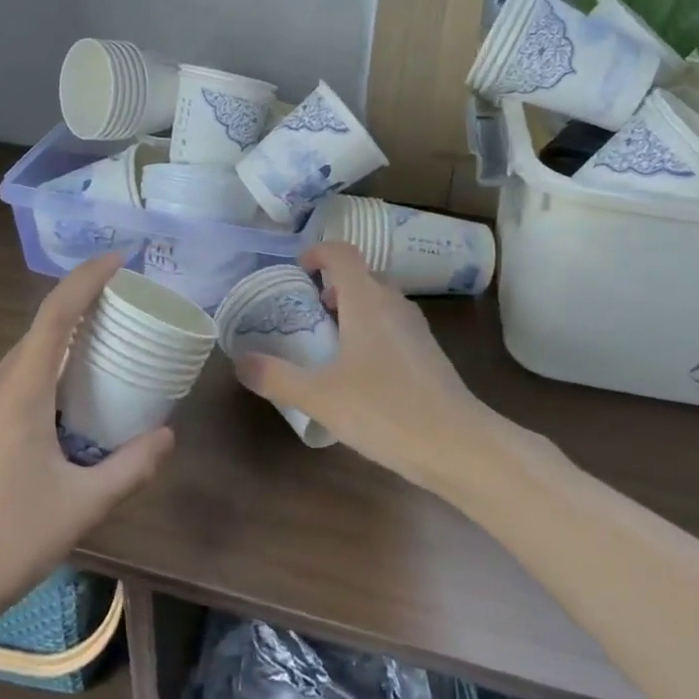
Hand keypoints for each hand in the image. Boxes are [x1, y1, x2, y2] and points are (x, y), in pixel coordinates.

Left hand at [0, 254, 172, 634]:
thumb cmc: (5, 541)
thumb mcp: (81, 506)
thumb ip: (131, 466)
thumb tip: (168, 436)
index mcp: (19, 393)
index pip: (55, 315)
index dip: (86, 279)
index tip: (118, 260)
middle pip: (38, 335)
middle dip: (79, 316)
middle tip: (121, 319)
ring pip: (20, 365)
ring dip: (57, 354)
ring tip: (96, 367)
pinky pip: (5, 392)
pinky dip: (37, 383)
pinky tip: (56, 419)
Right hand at [233, 242, 504, 493]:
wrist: (457, 445)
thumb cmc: (384, 410)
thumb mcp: (319, 396)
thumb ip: (276, 377)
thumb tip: (240, 362)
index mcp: (367, 301)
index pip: (342, 253)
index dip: (317, 253)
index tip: (298, 272)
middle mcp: (394, 305)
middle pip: (362, 276)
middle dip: (332, 286)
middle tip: (307, 313)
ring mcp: (416, 329)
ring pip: (380, 302)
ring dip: (352, 309)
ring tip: (328, 343)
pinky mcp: (428, 354)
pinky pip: (393, 327)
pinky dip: (371, 332)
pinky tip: (358, 372)